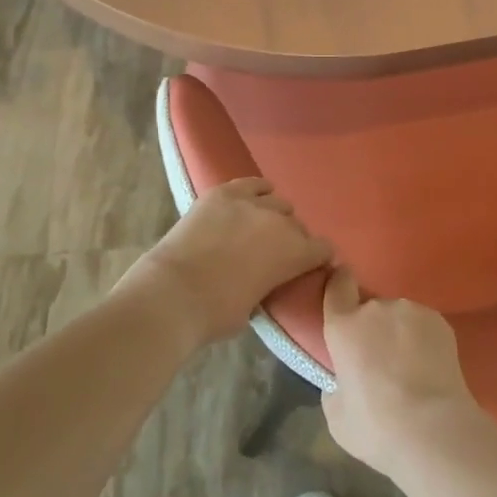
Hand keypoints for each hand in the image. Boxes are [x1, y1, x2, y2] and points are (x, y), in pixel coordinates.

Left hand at [119, 178, 332, 349]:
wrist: (173, 293)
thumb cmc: (216, 313)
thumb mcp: (257, 307)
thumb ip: (271, 285)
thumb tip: (267, 279)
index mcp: (295, 254)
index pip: (323, 249)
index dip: (318, 258)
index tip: (310, 265)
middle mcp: (280, 222)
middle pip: (298, 225)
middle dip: (293, 238)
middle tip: (275, 253)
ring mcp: (251, 203)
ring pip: (277, 202)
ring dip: (274, 215)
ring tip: (260, 227)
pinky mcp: (224, 193)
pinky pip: (252, 183)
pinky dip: (257, 190)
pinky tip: (254, 198)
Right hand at [321, 269, 486, 476]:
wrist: (434, 429)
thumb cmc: (377, 427)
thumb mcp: (337, 417)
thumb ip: (334, 388)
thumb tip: (343, 381)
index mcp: (344, 327)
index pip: (337, 287)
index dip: (338, 285)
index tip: (342, 291)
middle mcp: (376, 308)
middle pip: (369, 309)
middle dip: (372, 329)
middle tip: (379, 362)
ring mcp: (411, 310)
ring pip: (398, 317)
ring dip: (398, 333)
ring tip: (409, 368)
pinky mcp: (439, 320)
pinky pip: (423, 325)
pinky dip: (423, 340)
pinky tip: (429, 368)